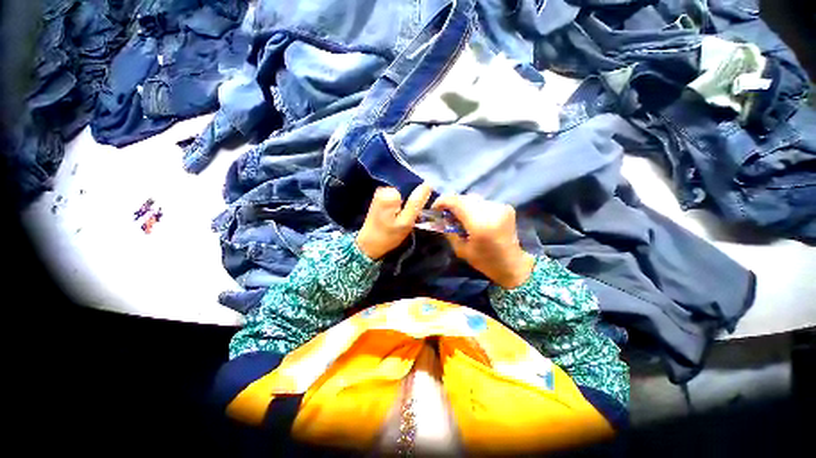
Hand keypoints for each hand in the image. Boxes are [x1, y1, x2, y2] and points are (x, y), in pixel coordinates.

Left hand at [356, 183, 432, 259]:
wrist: (368, 246)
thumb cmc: (388, 236)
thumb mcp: (406, 222)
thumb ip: (416, 203)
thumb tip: (428, 184)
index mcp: (390, 193)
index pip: (414, 189)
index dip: (418, 201)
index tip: (416, 215)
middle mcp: (384, 188)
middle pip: (407, 191)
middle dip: (410, 204)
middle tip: (408, 219)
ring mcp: (380, 193)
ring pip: (403, 196)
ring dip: (405, 207)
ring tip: (400, 220)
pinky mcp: (379, 199)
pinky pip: (396, 199)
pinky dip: (398, 207)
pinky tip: (395, 218)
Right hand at [432, 194, 534, 288]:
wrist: (513, 264)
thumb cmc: (485, 261)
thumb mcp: (461, 250)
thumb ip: (449, 231)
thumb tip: (440, 218)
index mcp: (480, 224)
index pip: (456, 202)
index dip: (442, 201)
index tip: (435, 208)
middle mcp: (491, 211)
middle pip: (464, 198)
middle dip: (451, 203)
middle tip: (445, 213)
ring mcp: (500, 207)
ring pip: (473, 199)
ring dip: (463, 204)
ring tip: (458, 216)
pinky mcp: (506, 207)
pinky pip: (483, 202)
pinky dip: (474, 207)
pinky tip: (473, 217)